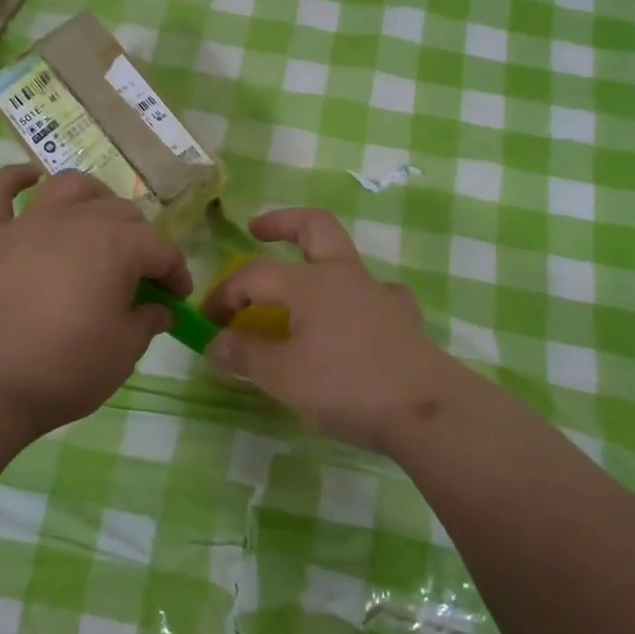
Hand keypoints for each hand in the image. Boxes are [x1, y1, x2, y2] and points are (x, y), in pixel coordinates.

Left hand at [0, 167, 191, 437]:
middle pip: (121, 213)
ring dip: (92, 196)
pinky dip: (12, 179)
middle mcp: (76, 221)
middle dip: (140, 240)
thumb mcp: (124, 353)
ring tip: (99, 219)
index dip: (176, 273)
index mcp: (117, 245)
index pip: (161, 249)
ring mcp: (29, 225)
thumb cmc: (64, 368)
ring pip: (69, 187)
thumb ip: (146, 322)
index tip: (178, 299)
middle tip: (140, 277)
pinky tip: (28, 178)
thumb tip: (157, 309)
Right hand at [201, 208, 455, 453]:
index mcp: (311, 282)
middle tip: (257, 231)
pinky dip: (358, 300)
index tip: (207, 324)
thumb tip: (214, 342)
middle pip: (314, 226)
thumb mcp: (283, 376)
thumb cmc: (347, 386)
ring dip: (318, 264)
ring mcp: (380, 294)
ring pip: (346, 260)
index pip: (254, 274)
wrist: (427, 411)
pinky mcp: (404, 319)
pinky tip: (354, 321)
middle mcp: (345, 275)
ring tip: (301, 293)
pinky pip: (377, 295)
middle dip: (281, 223)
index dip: (225, 294)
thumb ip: (244, 354)